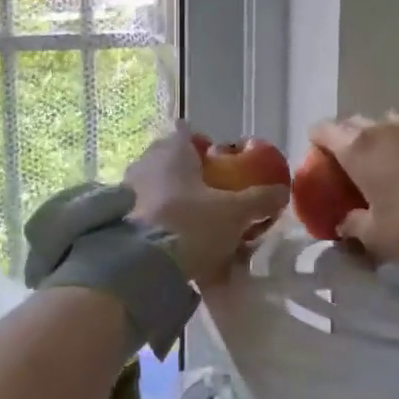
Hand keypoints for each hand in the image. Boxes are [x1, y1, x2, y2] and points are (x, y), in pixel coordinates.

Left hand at [126, 124, 290, 284]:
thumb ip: (260, 200)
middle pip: (170, 160)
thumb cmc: (190, 224)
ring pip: (156, 187)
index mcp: (172, 151)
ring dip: (173, 200)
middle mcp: (145, 163)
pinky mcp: (117, 220)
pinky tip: (177, 245)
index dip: (201, 142)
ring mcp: (126, 191)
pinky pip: (145, 213)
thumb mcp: (234, 214)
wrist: (139, 266)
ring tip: (196, 225)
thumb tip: (282, 191)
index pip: (186, 131)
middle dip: (188, 174)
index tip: (215, 158)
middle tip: (211, 194)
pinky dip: (160, 223)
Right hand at [308, 111, 398, 269]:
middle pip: (359, 122)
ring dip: (392, 134)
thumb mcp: (377, 238)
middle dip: (353, 139)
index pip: (324, 130)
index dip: (318, 143)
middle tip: (358, 165)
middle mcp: (389, 126)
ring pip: (398, 119)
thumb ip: (352, 225)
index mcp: (360, 149)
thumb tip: (344, 221)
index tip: (321, 160)